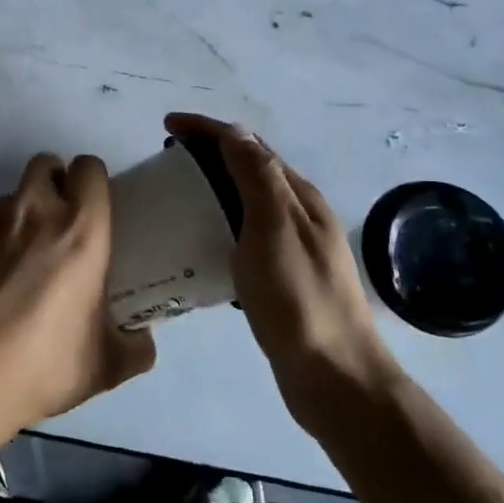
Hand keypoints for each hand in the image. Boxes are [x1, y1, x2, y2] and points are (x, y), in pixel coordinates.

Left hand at [0, 152, 155, 445]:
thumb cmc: (38, 368)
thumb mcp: (104, 367)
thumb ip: (134, 346)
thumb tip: (142, 339)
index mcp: (79, 230)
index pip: (90, 169)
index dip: (91, 183)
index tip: (90, 208)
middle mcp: (32, 209)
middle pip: (45, 166)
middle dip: (51, 185)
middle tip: (52, 227)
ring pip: (5, 199)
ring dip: (12, 220)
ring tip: (6, 266)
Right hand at [164, 114, 395, 404]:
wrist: (336, 378)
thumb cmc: (299, 300)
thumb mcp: (274, 229)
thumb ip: (256, 177)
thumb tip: (234, 131)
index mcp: (298, 197)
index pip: (248, 145)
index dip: (208, 129)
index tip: (167, 124)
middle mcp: (299, 214)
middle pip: (250, 167)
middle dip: (210, 150)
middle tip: (168, 155)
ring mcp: (294, 246)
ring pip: (248, 199)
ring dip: (214, 184)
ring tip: (179, 191)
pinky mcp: (283, 276)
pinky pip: (245, 232)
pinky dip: (220, 220)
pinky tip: (201, 239)